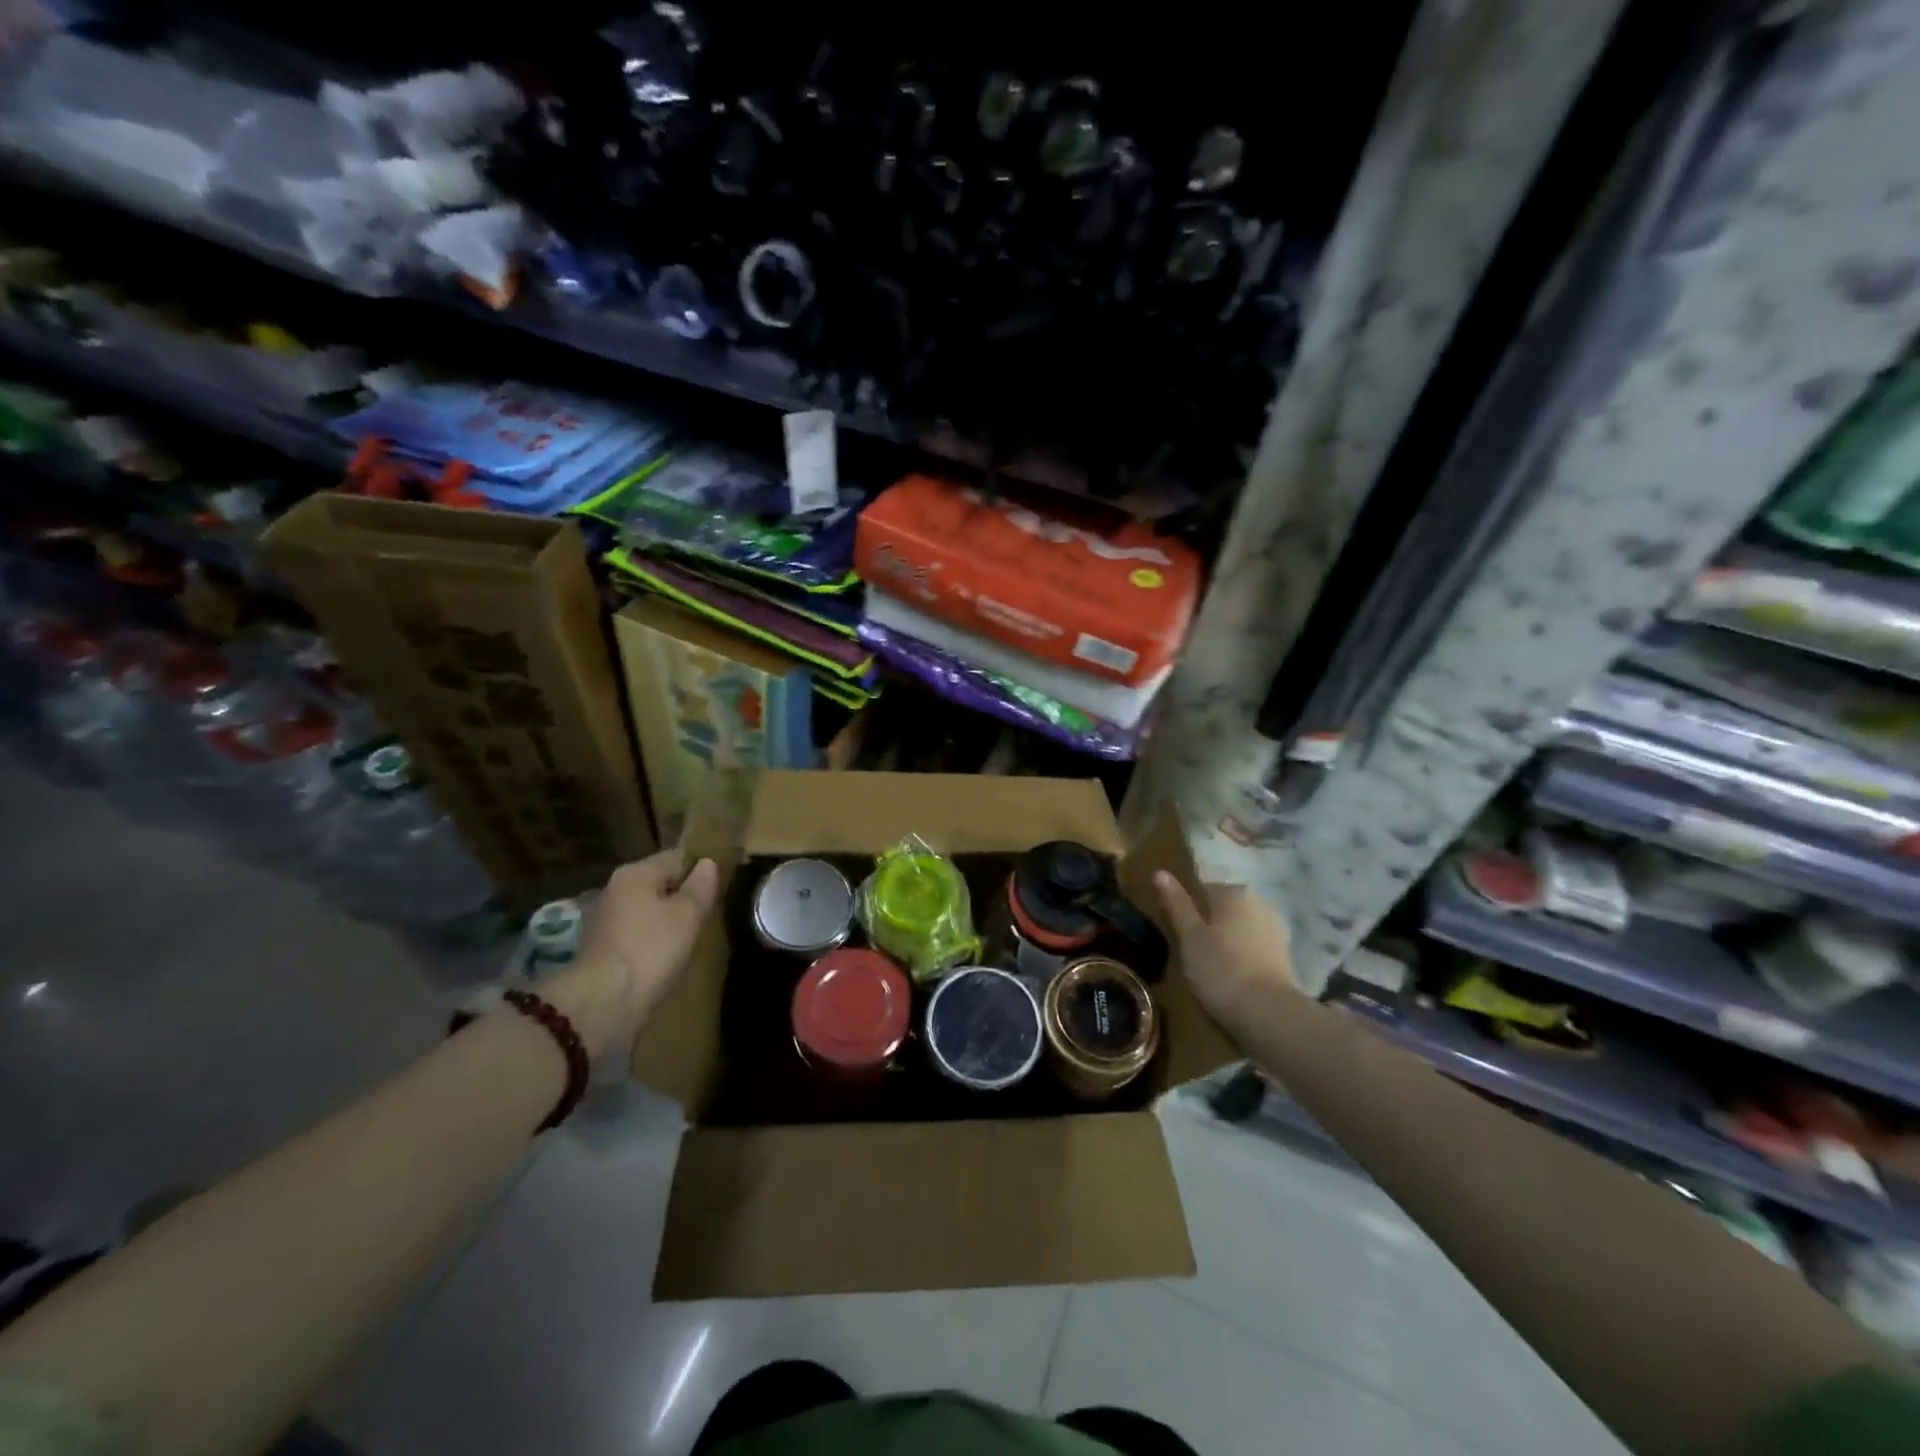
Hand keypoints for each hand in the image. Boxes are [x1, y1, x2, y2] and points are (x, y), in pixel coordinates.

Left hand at [547, 851, 719, 1058]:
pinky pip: (638, 933)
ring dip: (668, 920)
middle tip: (708, 915)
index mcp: (635, 872)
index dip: (700, 870)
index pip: (677, 857)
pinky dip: (653, 940)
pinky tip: (667, 956)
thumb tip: (707, 864)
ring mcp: (605, 919)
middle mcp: (615, 889)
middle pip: (660, 883)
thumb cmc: (651, 948)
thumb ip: (701, 885)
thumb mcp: (688, 913)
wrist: (604, 1002)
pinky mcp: (603, 948)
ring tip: (691, 938)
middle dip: (683, 896)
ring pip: (648, 910)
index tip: (718, 890)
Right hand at [1153, 872, 1298, 1028]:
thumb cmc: (1220, 969)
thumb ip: (1176, 903)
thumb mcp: (1189, 936)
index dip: (1187, 911)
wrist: (1268, 1014)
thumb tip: (1160, 871)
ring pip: (1239, 929)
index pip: (1202, 890)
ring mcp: (1275, 930)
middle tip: (1191, 952)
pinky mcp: (1284, 956)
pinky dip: (1242, 958)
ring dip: (1226, 942)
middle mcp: (1259, 903)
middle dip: (1209, 925)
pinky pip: (1253, 949)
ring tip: (1209, 969)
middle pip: (1223, 909)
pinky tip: (1231, 978)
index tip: (1178, 933)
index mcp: (1234, 893)